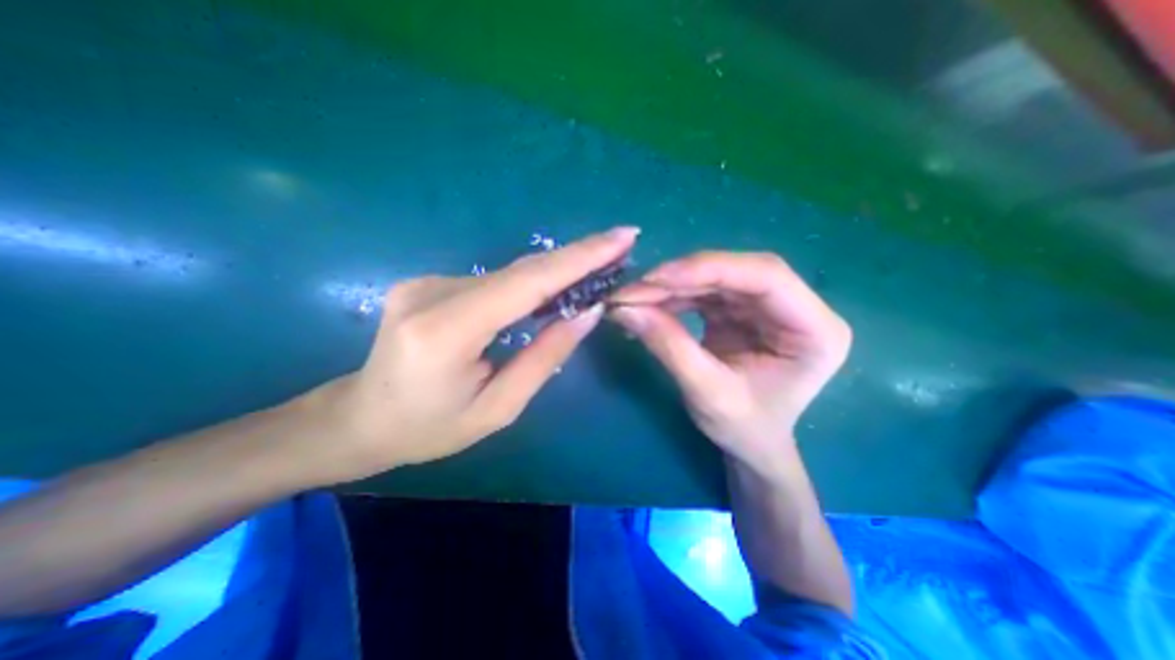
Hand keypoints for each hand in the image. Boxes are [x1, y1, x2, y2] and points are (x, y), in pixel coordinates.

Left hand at [295, 227, 641, 484]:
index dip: (579, 258)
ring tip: (600, 266)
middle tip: (622, 244)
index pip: (527, 282)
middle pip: (522, 269)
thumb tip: (586, 313)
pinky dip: (531, 282)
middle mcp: (432, 292)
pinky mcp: (429, 282)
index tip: (621, 237)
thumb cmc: (430, 428)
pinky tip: (556, 287)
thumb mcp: (498, 408)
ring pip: (510, 273)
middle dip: (577, 256)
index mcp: (446, 330)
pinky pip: (494, 281)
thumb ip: (545, 357)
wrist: (360, 419)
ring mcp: (427, 282)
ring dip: (557, 270)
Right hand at [610, 249, 850, 471]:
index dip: (708, 269)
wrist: (751, 445)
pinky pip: (704, 292)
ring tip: (632, 299)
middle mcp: (797, 308)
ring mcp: (768, 306)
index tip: (656, 279)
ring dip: (670, 287)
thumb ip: (669, 347)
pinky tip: (647, 307)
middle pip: (736, 272)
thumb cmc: (744, 430)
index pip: (766, 276)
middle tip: (632, 291)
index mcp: (815, 330)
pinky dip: (673, 298)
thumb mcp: (707, 394)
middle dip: (680, 278)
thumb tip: (624, 310)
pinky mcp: (743, 310)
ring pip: (715, 279)